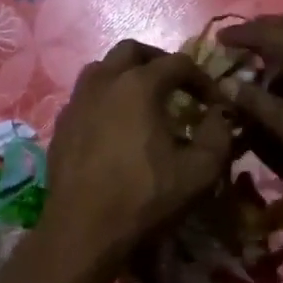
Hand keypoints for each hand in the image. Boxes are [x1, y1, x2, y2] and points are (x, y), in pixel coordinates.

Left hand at [37, 40, 233, 278]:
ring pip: (102, 68)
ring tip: (143, 100)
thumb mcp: (200, 171)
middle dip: (158, 61)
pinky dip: (105, 98)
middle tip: (176, 86)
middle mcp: (104, 82)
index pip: (178, 63)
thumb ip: (219, 135)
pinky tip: (115, 126)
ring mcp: (77, 102)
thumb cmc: (145, 197)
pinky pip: (85, 96)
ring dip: (126, 75)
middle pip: (132, 51)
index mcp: (139, 85)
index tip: (213, 102)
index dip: (201, 78)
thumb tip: (221, 114)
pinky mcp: (61, 125)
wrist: (83, 231)